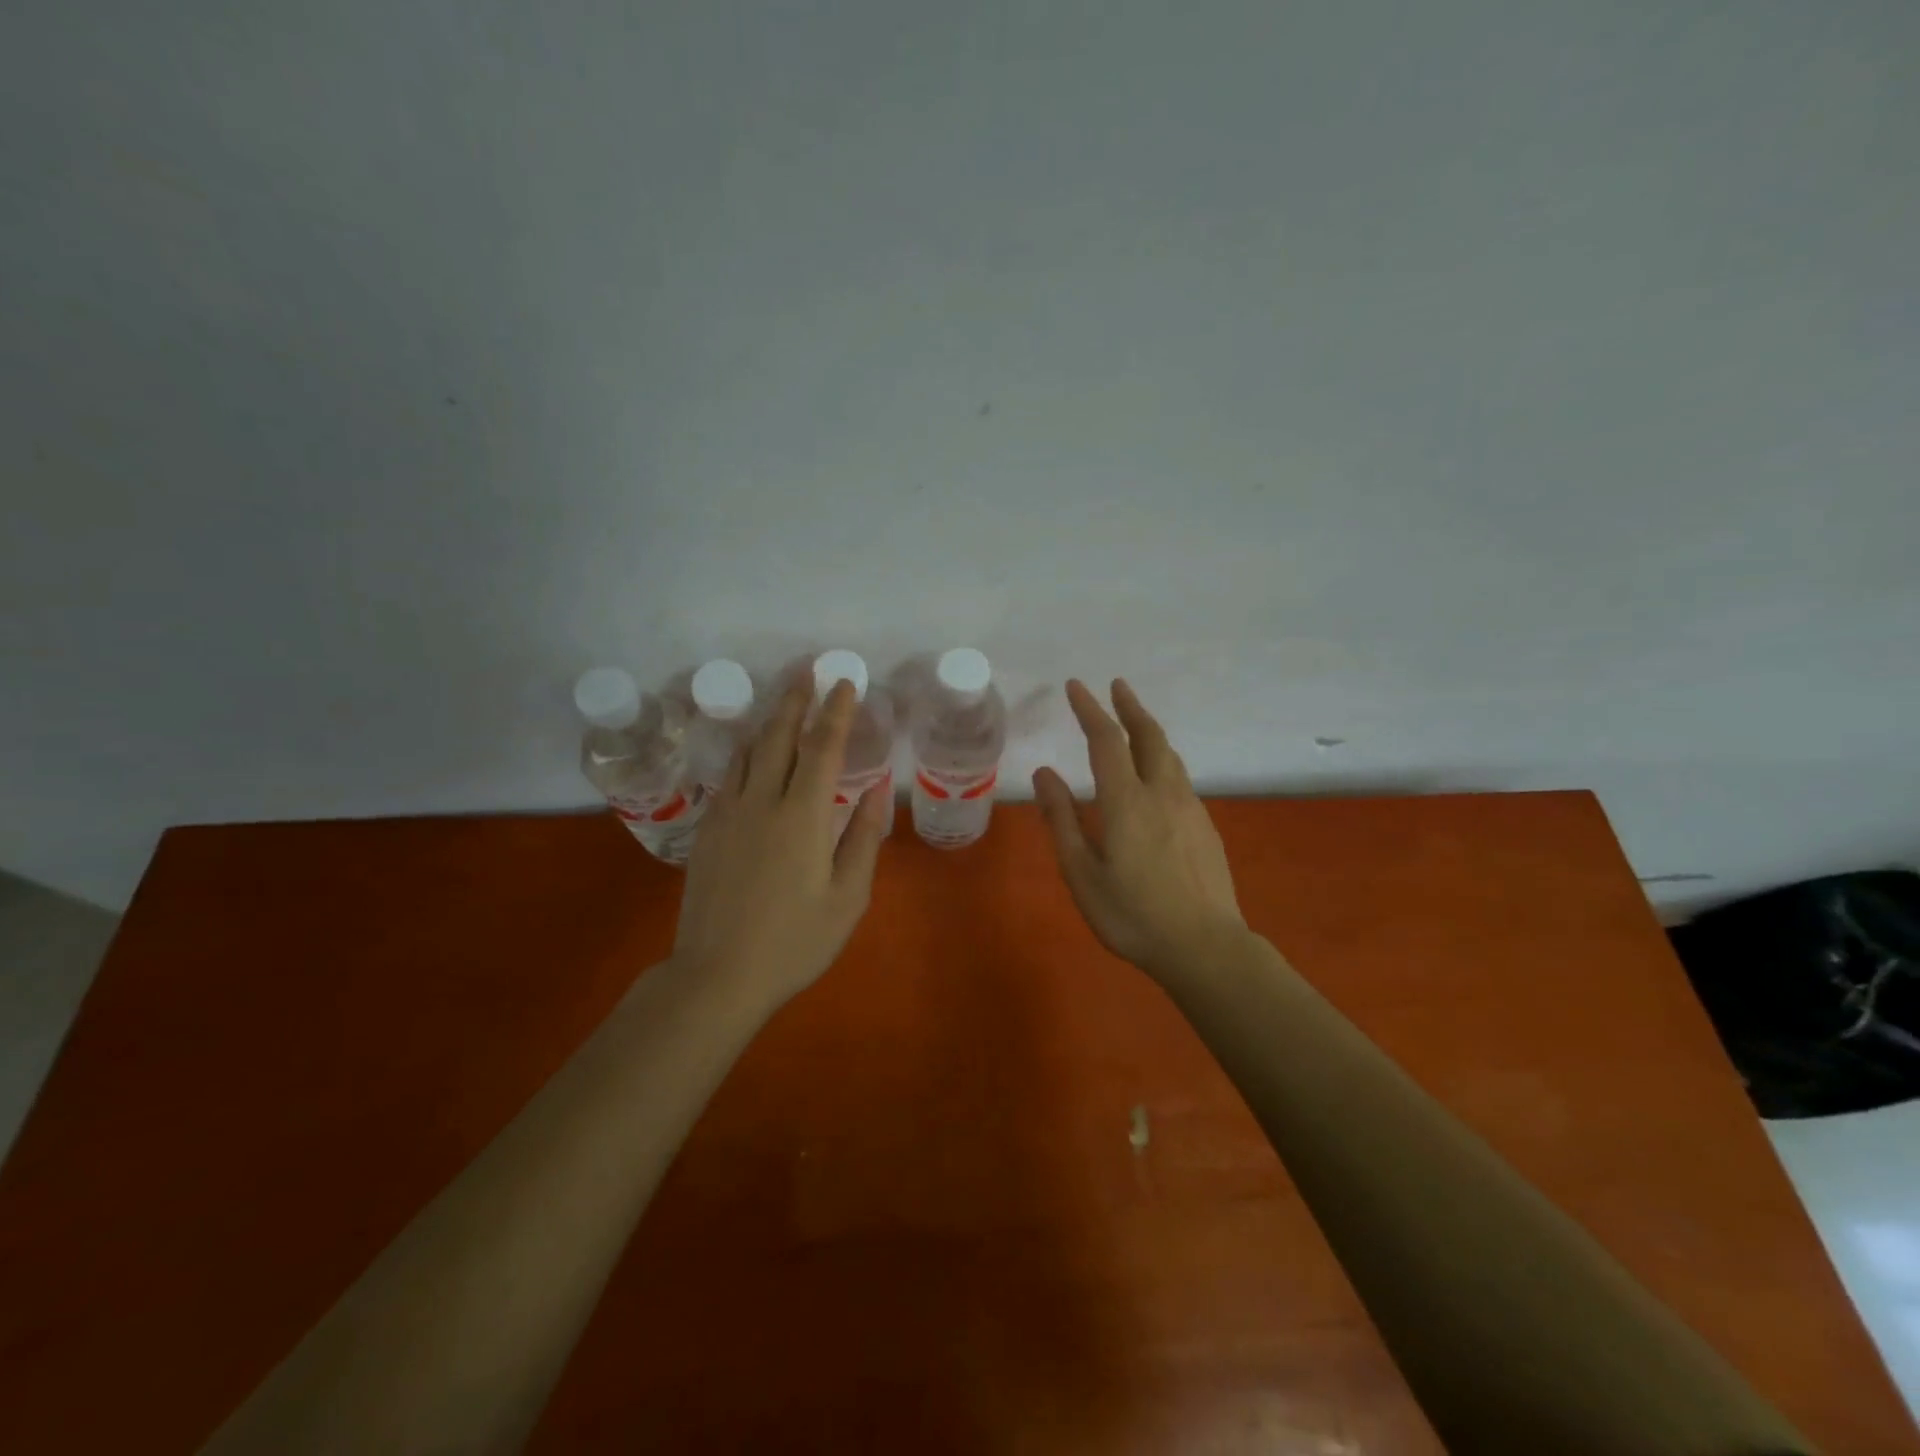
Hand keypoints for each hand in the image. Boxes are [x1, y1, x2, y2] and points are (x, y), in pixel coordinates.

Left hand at [673, 676, 888, 1007]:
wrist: (717, 975)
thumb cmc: (794, 941)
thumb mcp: (848, 897)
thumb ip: (863, 837)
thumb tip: (875, 789)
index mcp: (803, 816)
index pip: (823, 748)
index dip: (836, 712)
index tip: (845, 682)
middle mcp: (762, 802)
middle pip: (779, 736)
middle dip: (795, 699)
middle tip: (806, 669)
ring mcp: (728, 814)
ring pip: (749, 752)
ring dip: (770, 722)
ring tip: (783, 701)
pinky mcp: (707, 831)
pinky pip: (730, 776)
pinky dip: (747, 754)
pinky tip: (752, 754)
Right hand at [1033, 679, 1248, 980]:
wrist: (1205, 947)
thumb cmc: (1132, 915)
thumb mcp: (1081, 872)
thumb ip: (1061, 819)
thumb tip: (1044, 774)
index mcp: (1127, 801)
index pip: (1107, 740)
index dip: (1090, 710)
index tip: (1076, 686)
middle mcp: (1162, 793)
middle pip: (1149, 736)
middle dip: (1130, 707)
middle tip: (1117, 686)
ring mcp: (1190, 808)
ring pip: (1170, 755)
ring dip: (1149, 731)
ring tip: (1135, 723)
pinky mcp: (1205, 827)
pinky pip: (1180, 778)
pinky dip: (1162, 760)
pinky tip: (1156, 777)